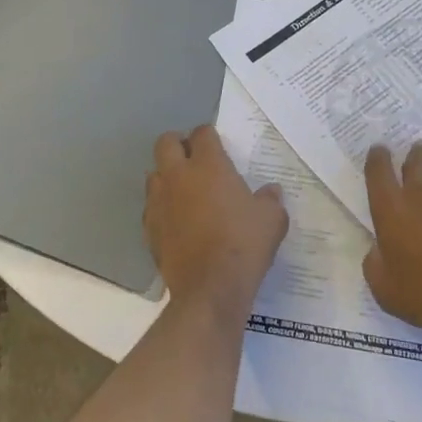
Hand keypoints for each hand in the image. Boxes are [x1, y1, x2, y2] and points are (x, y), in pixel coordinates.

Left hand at [145, 125, 287, 319]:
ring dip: (166, 175)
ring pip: (154, 173)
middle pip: (166, 143)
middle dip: (178, 144)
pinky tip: (176, 219)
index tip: (217, 144)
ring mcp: (159, 201)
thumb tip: (272, 191)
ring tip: (184, 189)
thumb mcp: (272, 220)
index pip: (202, 133)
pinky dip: (161, 206)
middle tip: (194, 158)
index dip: (209, 135)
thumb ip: (271, 200)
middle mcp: (178, 175)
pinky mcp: (149, 227)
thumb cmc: (244, 244)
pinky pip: (151, 206)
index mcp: (208, 165)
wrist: (210, 288)